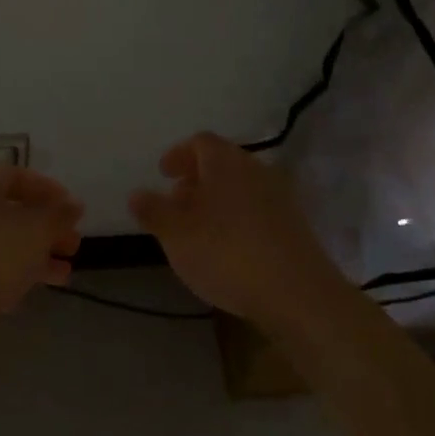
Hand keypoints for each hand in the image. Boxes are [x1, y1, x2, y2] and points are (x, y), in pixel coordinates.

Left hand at [0, 165, 83, 314]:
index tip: (73, 211)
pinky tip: (37, 287)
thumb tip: (74, 204)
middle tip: (73, 245)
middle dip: (47, 227)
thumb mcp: (37, 229)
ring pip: (3, 239)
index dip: (50, 190)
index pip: (18, 175)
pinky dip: (15, 270)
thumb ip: (60, 214)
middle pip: (12, 209)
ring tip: (65, 273)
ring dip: (36, 252)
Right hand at [129, 132, 346, 324]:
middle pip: (223, 162)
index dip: (179, 154)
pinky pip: (257, 209)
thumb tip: (137, 193)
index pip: (201, 142)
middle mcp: (256, 170)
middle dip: (197, 178)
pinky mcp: (294, 225)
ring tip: (198, 228)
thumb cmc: (227, 254)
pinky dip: (237, 217)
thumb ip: (154, 211)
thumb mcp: (177, 235)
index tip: (163, 174)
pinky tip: (228, 247)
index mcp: (226, 162)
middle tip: (176, 202)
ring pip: (241, 186)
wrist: (297, 293)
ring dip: (217, 199)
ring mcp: (280, 197)